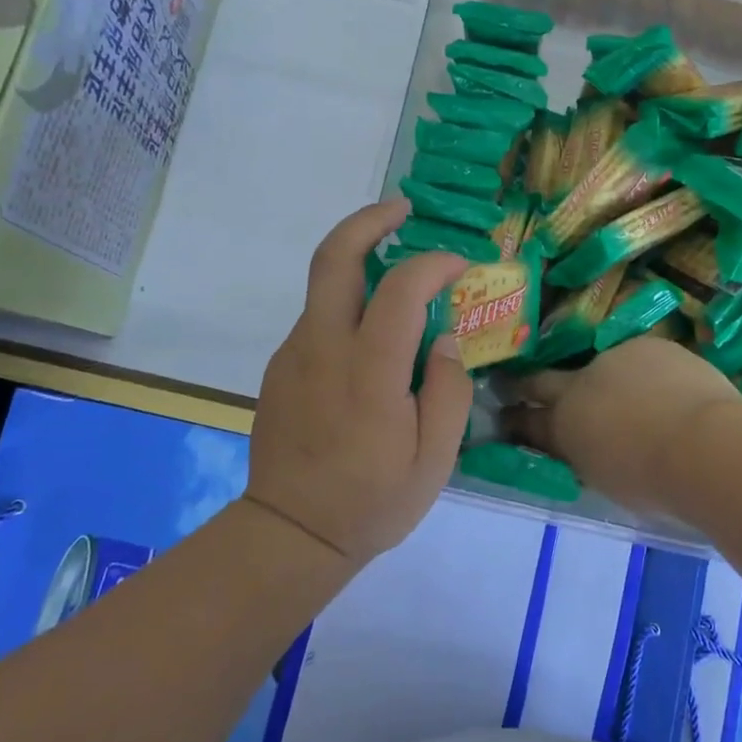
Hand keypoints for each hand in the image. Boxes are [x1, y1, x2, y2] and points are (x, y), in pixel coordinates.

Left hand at [249, 199, 473, 564]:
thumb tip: (445, 338)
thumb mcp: (435, 459)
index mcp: (368, 371)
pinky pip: (319, 319)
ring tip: (402, 280)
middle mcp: (323, 347)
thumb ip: (449, 389)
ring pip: (325, 285)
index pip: (400, 288)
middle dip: (369, 219)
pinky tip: (373, 340)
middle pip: (335, 256)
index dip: (434, 263)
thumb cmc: (373, 501)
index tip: (461, 266)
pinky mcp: (280, 366)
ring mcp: (294, 354)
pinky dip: (350, 306)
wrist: (290, 534)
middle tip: (403, 208)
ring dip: (362, 262)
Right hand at [501, 338, 738, 515]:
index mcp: (565, 425)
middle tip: (522, 386)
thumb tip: (587, 446)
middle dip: (532, 385)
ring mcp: (615, 359)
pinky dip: (650, 375)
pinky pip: (643, 361)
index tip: (504, 415)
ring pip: (605, 369)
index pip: (529, 421)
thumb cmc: (654, 481)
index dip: (515, 419)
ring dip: (611, 383)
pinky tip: (672, 391)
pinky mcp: (650, 345)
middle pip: (547, 380)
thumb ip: (588, 456)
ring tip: (639, 403)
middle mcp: (580, 383)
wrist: (705, 444)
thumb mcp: (606, 478)